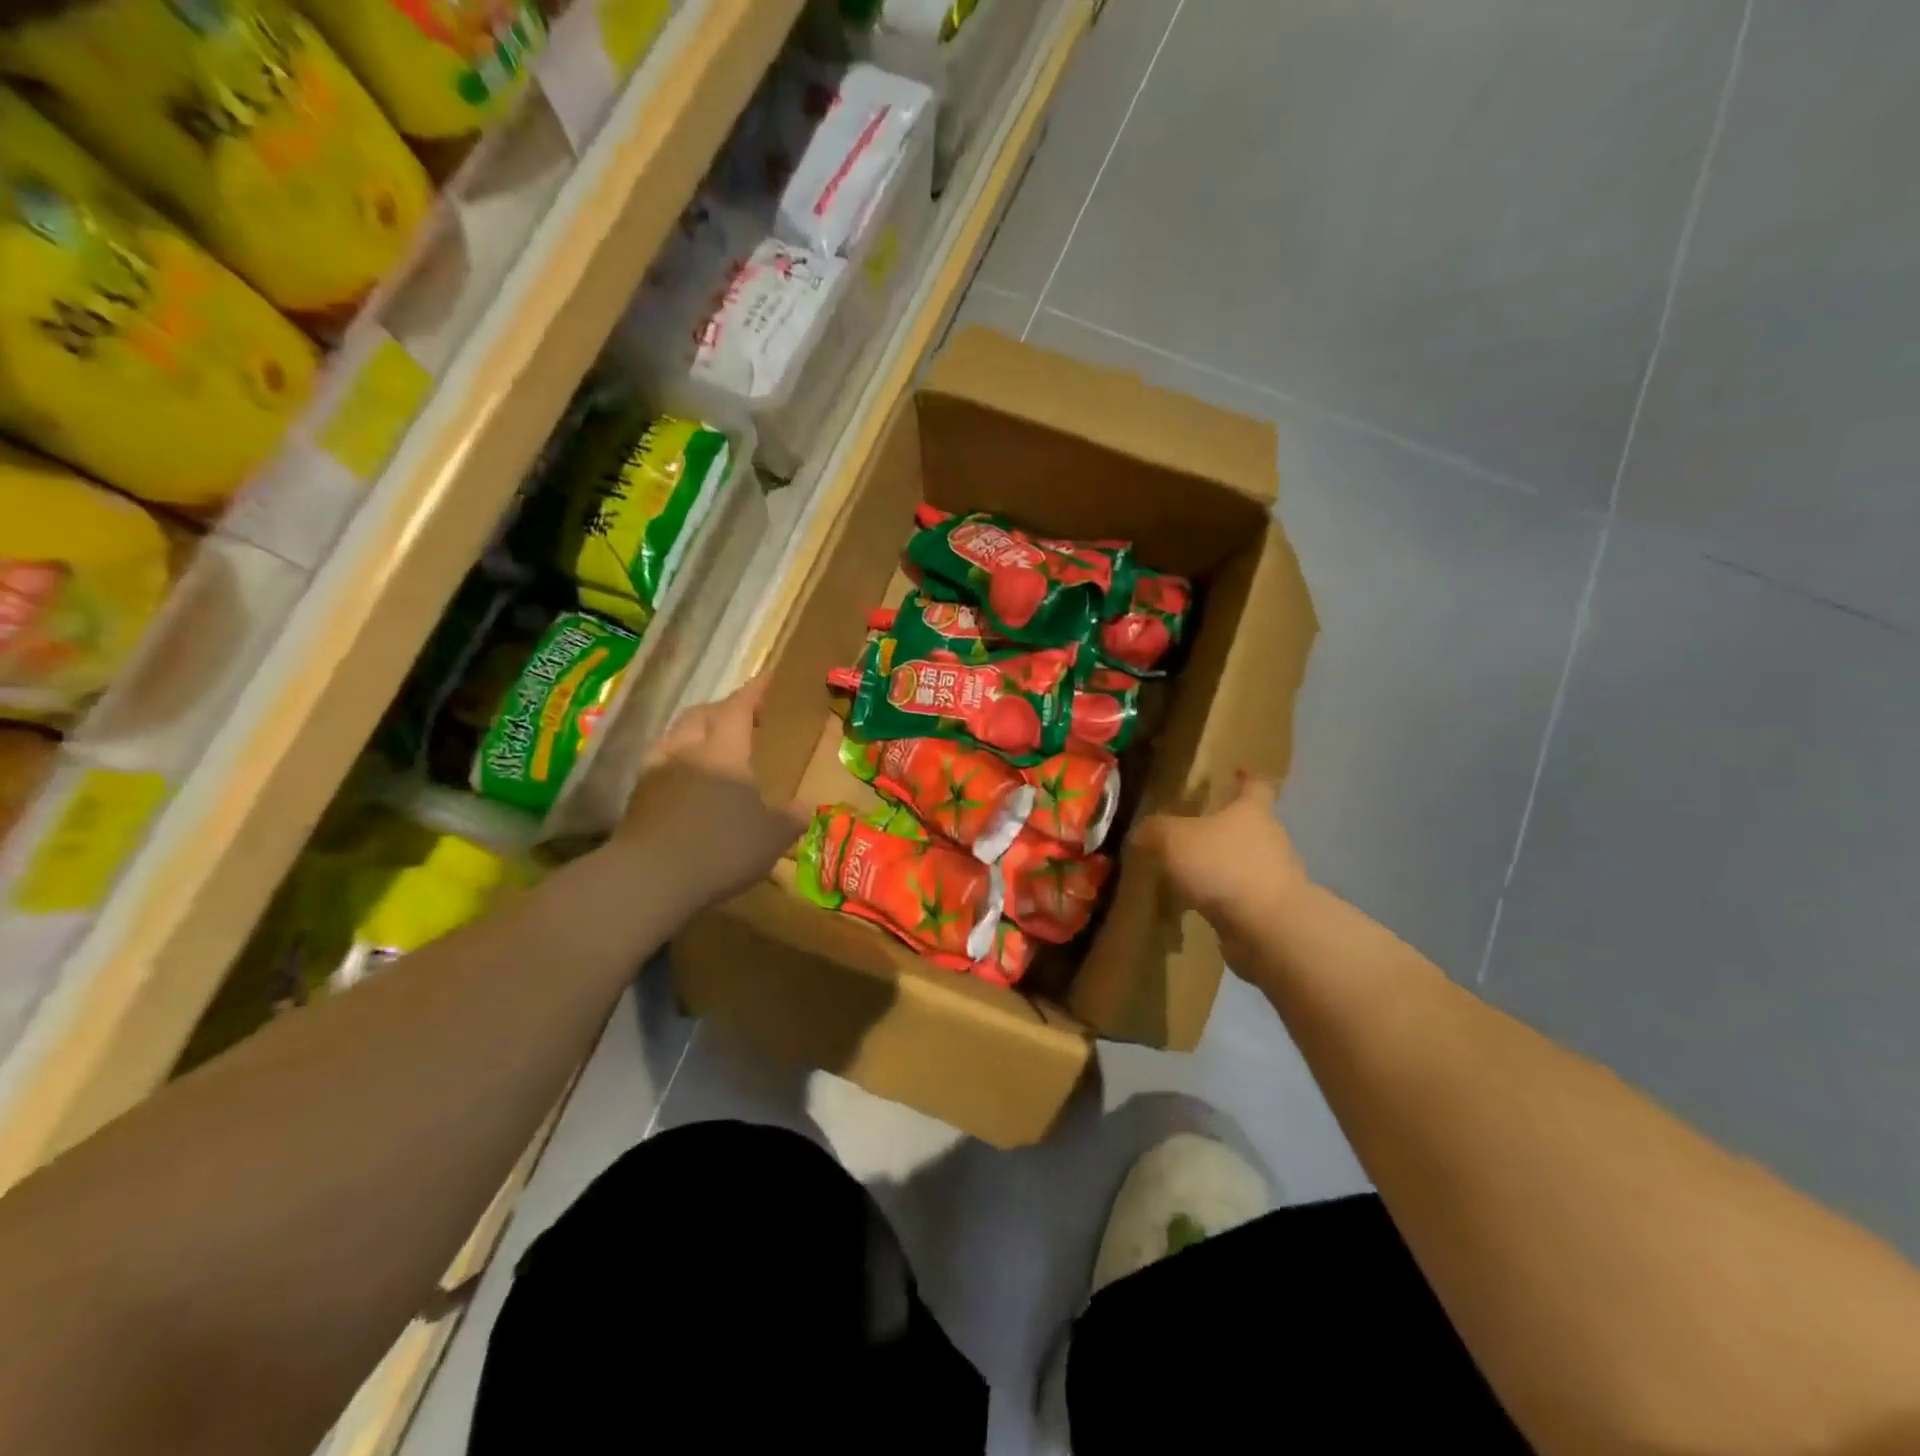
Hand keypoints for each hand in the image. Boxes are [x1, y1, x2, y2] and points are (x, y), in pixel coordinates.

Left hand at [609, 674, 808, 909]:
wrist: (651, 878)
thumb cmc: (722, 847)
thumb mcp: (772, 837)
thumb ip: (791, 818)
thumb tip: (808, 806)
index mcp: (724, 749)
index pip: (739, 706)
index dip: (755, 690)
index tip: (768, 677)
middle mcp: (688, 749)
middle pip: (702, 714)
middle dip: (723, 708)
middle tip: (743, 715)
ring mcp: (657, 770)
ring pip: (676, 734)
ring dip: (695, 730)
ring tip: (711, 742)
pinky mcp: (637, 795)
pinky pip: (660, 761)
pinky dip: (677, 758)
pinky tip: (685, 777)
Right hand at [1132, 773, 1309, 937]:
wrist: (1267, 925)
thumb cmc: (1223, 865)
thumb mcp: (1174, 840)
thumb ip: (1155, 831)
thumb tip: (1142, 831)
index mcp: (1251, 811)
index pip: (1256, 786)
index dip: (1247, 779)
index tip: (1239, 773)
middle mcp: (1270, 838)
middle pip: (1252, 824)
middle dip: (1227, 826)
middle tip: (1196, 830)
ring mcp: (1275, 875)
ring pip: (1247, 861)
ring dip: (1225, 864)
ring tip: (1193, 872)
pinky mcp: (1271, 908)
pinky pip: (1244, 894)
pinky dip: (1226, 896)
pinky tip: (1201, 903)